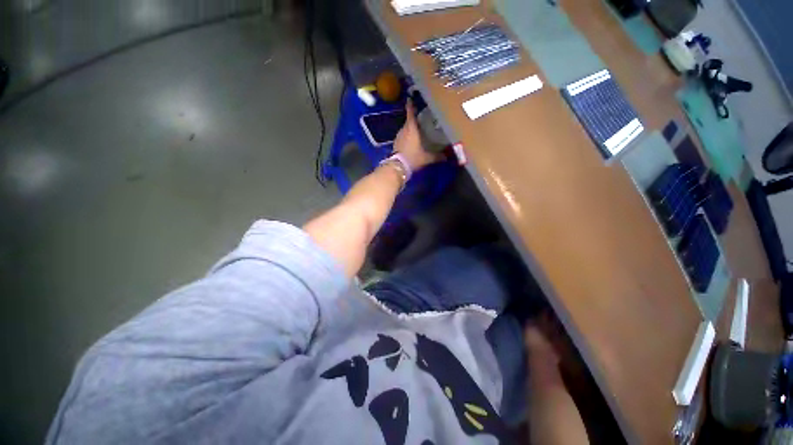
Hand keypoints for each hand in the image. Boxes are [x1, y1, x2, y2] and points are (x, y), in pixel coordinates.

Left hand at [393, 100, 441, 170]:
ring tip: (418, 130)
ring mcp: (398, 137)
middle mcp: (403, 130)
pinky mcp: (395, 144)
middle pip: (409, 121)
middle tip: (422, 118)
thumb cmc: (412, 158)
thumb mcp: (427, 158)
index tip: (411, 98)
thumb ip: (437, 156)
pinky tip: (411, 141)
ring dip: (410, 129)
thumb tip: (447, 157)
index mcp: (411, 128)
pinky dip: (407, 137)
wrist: (397, 167)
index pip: (410, 113)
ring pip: (405, 129)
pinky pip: (402, 137)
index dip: (411, 105)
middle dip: (414, 119)